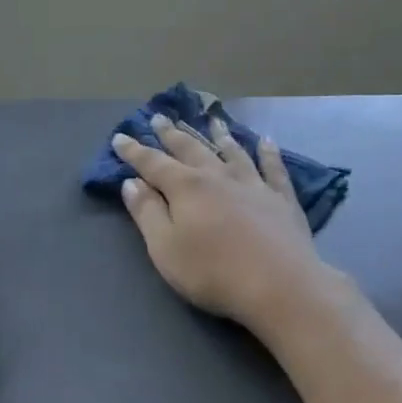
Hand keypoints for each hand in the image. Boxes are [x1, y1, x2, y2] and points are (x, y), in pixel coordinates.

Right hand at [113, 115, 337, 331]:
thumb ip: (146, 213)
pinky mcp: (282, 198)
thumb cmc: (212, 272)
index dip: (134, 151)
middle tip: (160, 117)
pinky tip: (266, 141)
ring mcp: (253, 184)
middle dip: (172, 134)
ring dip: (219, 135)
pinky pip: (273, 168)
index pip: (153, 163)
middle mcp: (218, 176)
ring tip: (211, 120)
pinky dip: (268, 152)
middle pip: (191, 149)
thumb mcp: (165, 248)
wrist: (279, 284)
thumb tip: (131, 182)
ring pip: (232, 151)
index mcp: (186, 187)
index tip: (120, 137)